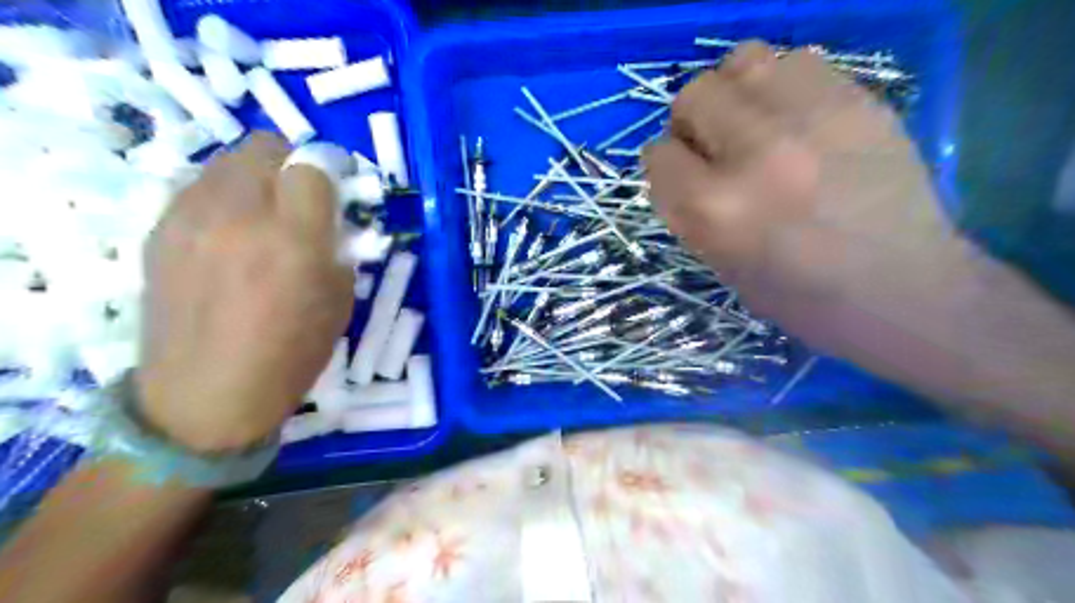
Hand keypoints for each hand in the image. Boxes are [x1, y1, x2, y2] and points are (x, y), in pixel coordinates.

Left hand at [137, 132, 354, 450]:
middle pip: (264, 147)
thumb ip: (339, 248)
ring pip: (227, 160)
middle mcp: (240, 216)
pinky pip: (198, 187)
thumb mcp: (339, 303)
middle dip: (292, 163)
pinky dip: (224, 195)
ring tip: (265, 213)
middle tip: (302, 196)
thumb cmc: (290, 356)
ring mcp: (191, 219)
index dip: (331, 171)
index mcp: (294, 240)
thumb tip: (335, 219)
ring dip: (256, 176)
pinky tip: (231, 231)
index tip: (339, 187)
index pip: (313, 167)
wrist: (205, 396)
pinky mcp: (160, 230)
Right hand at [647, 42, 975, 361]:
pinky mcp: (857, 100)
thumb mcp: (721, 265)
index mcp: (714, 209)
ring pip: (742, 61)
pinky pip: (797, 59)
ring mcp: (809, 119)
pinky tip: (795, 116)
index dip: (666, 166)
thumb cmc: (799, 297)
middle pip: (693, 96)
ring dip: (735, 91)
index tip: (683, 176)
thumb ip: (688, 209)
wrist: (900, 290)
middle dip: (692, 122)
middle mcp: (754, 153)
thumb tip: (677, 166)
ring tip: (752, 120)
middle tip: (715, 145)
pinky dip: (783, 84)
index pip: (658, 154)